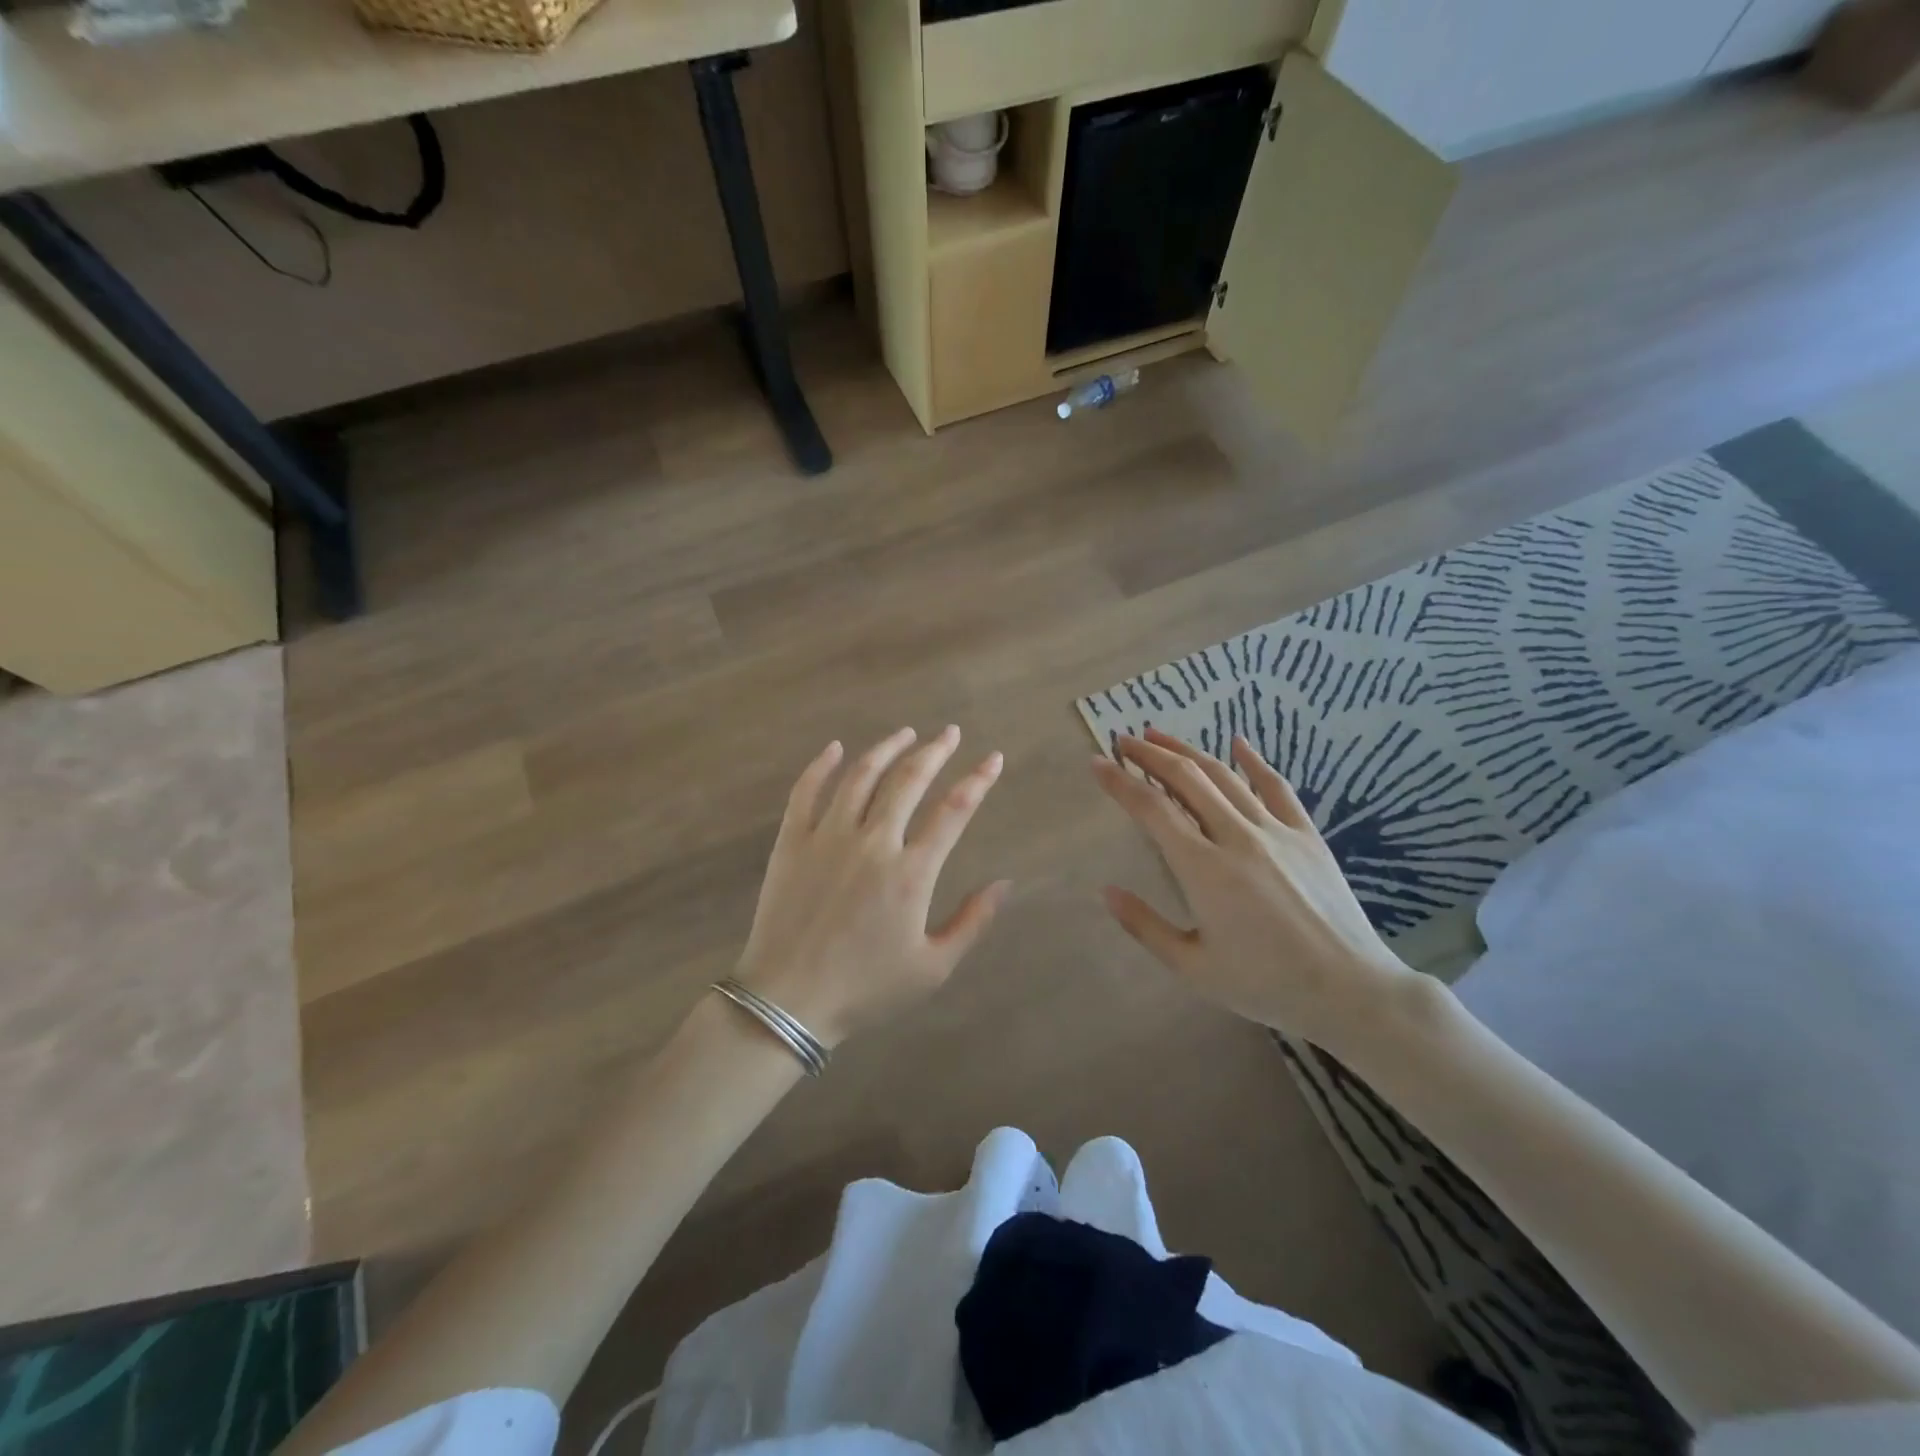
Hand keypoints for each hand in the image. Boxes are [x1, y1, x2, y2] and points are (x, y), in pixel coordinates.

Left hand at [736, 726, 1012, 1048]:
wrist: (788, 1001)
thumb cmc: (865, 988)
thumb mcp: (932, 968)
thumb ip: (972, 922)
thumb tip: (1005, 884)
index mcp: (910, 873)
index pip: (953, 811)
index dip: (978, 780)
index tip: (993, 758)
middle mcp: (872, 843)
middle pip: (908, 781)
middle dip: (935, 751)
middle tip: (949, 733)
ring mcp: (828, 837)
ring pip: (861, 776)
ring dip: (887, 749)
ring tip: (906, 734)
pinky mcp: (792, 842)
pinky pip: (806, 792)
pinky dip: (821, 766)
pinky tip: (835, 748)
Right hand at [1093, 727, 1418, 1055]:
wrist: (1350, 990)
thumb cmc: (1265, 984)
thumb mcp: (1194, 968)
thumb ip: (1145, 927)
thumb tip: (1107, 891)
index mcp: (1204, 870)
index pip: (1152, 809)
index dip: (1120, 782)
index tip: (1096, 762)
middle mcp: (1237, 837)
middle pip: (1187, 779)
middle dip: (1150, 754)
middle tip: (1123, 740)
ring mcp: (1276, 831)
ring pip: (1225, 776)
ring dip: (1188, 751)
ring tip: (1160, 736)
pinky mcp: (1307, 835)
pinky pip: (1277, 787)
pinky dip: (1254, 761)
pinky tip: (1238, 742)